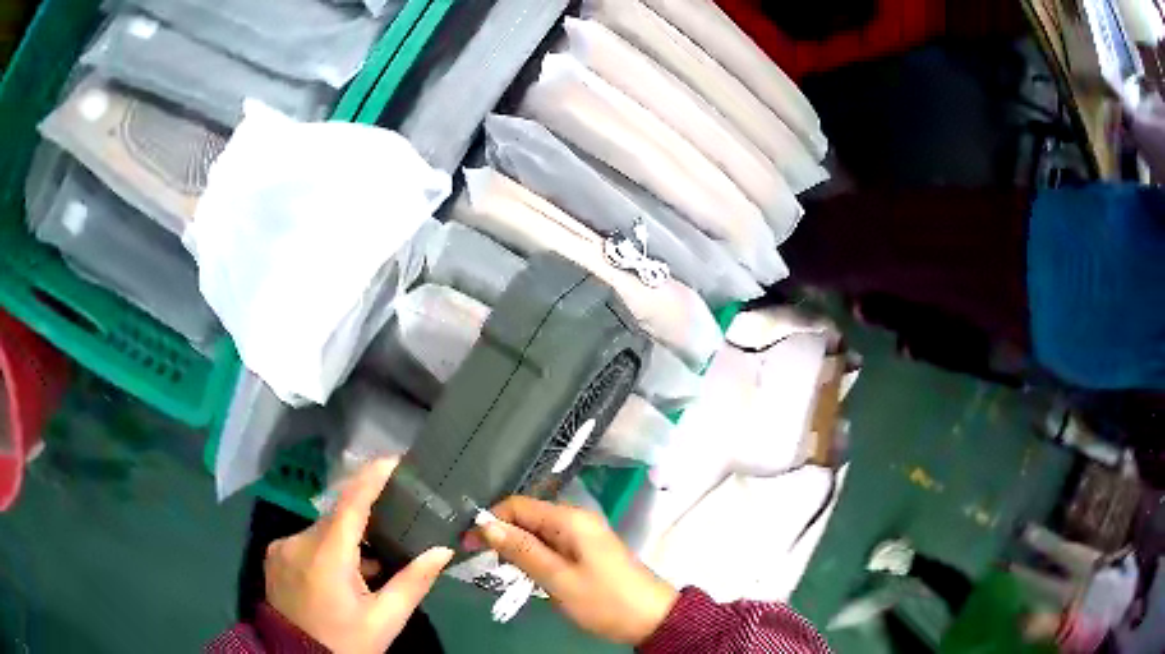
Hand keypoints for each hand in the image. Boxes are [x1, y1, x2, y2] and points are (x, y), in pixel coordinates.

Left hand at [265, 459, 454, 653]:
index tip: (396, 461)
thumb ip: (412, 582)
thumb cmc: (345, 641)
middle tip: (395, 531)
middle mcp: (298, 540)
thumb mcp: (385, 620)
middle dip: (366, 520)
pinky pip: (308, 541)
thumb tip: (441, 551)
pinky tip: (342, 574)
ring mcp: (282, 546)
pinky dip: (328, 548)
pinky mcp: (274, 555)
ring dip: (346, 539)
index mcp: (326, 554)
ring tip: (370, 566)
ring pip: (323, 530)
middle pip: (338, 517)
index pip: (351, 502)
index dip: (372, 476)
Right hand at [467, 496, 677, 644]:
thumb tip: (486, 524)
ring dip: (517, 549)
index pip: (519, 505)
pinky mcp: (586, 553)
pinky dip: (534, 558)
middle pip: (527, 517)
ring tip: (500, 571)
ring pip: (537, 534)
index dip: (491, 520)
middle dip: (501, 535)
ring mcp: (583, 537)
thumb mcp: (558, 579)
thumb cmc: (604, 600)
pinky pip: (551, 547)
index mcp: (570, 520)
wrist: (652, 619)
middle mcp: (576, 520)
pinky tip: (524, 575)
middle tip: (479, 560)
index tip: (468, 543)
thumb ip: (522, 551)